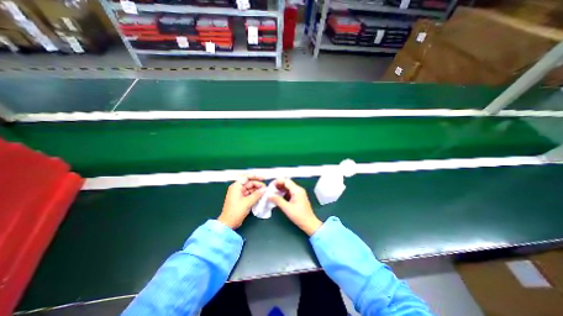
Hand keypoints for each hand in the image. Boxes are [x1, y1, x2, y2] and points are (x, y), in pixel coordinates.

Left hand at [217, 175, 266, 228]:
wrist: (228, 223)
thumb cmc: (236, 211)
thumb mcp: (248, 202)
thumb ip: (257, 194)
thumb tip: (264, 189)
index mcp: (236, 186)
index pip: (247, 177)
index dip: (256, 176)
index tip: (263, 178)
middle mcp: (237, 188)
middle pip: (249, 183)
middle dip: (258, 185)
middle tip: (265, 189)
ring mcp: (239, 194)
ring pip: (250, 189)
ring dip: (257, 190)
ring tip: (264, 192)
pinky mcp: (241, 199)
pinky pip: (249, 194)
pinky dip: (255, 194)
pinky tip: (260, 196)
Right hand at [267, 179, 321, 234]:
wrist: (309, 224)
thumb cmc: (299, 216)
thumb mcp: (287, 208)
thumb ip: (277, 200)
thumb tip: (269, 195)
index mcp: (297, 190)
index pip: (286, 181)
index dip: (278, 181)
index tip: (270, 185)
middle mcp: (299, 190)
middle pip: (287, 183)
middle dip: (278, 186)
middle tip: (270, 190)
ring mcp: (299, 193)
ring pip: (288, 188)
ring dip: (280, 190)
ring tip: (272, 193)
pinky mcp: (298, 198)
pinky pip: (290, 192)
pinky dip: (284, 193)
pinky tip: (278, 197)